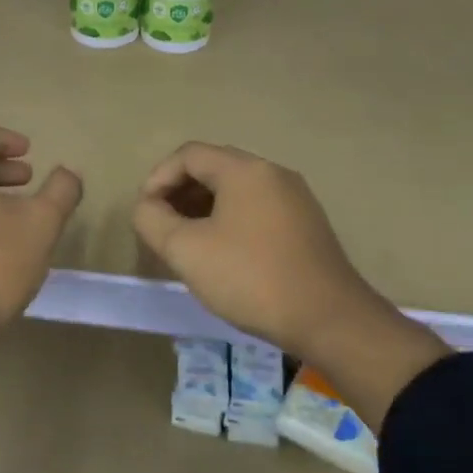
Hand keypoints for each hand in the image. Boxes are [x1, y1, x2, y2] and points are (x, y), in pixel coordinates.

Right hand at [133, 142, 447, 426]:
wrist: (327, 318)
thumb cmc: (250, 278)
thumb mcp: (186, 251)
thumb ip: (152, 221)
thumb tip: (146, 207)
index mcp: (245, 171)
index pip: (189, 154)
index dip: (158, 178)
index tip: (145, 212)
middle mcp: (274, 174)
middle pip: (215, 168)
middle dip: (180, 193)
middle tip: (162, 227)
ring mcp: (296, 199)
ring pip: (237, 191)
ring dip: (204, 209)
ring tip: (187, 243)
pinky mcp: (307, 225)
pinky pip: (257, 209)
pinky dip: (230, 221)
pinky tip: (223, 254)